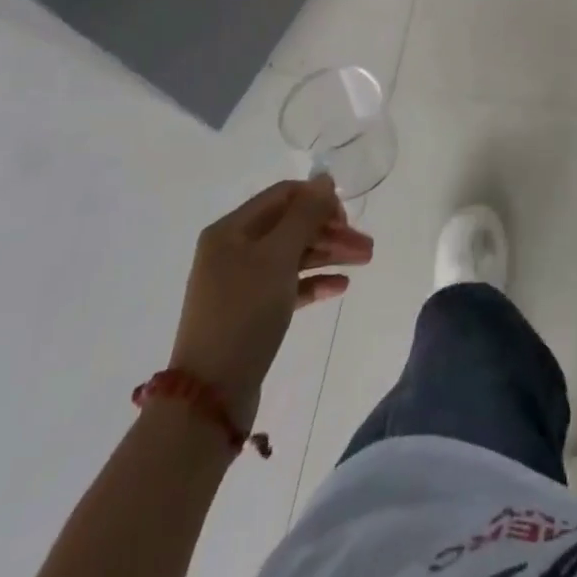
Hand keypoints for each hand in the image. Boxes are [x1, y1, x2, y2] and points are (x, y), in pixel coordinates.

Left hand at [167, 175, 372, 424]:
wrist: (209, 397)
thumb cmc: (244, 313)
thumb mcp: (278, 256)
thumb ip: (304, 214)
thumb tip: (324, 180)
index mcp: (231, 230)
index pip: (284, 196)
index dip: (318, 200)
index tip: (347, 218)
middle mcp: (233, 250)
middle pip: (291, 226)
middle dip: (331, 231)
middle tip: (367, 246)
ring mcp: (241, 283)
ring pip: (293, 255)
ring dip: (329, 254)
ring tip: (365, 261)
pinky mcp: (250, 313)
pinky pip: (288, 285)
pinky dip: (314, 281)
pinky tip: (340, 286)